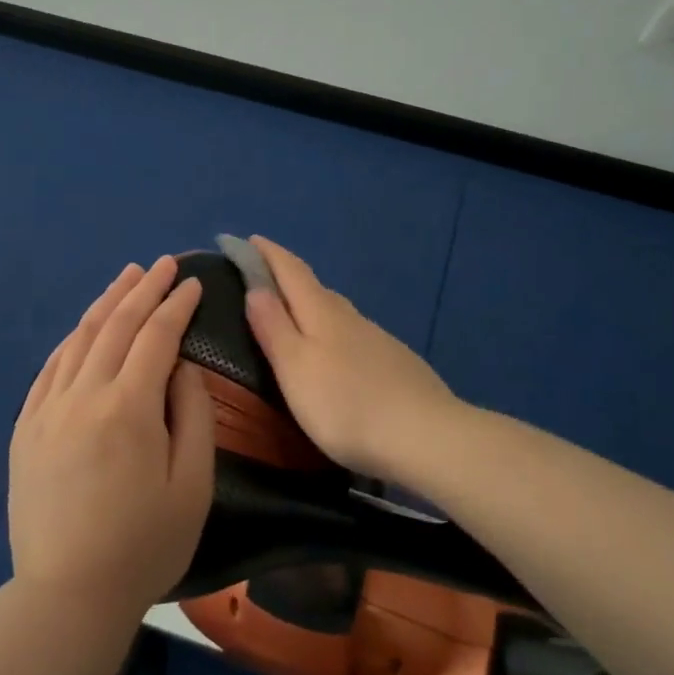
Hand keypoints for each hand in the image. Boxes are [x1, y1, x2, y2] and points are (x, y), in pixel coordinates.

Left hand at [9, 256, 216, 622]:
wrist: (66, 596)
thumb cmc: (144, 545)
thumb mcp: (192, 485)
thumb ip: (192, 415)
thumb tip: (181, 367)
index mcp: (128, 407)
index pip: (156, 337)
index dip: (176, 305)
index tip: (191, 283)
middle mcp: (83, 394)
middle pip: (116, 325)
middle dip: (143, 289)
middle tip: (162, 264)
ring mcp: (47, 409)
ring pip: (79, 338)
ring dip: (106, 303)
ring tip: (126, 277)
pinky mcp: (25, 428)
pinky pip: (50, 368)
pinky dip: (73, 339)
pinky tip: (84, 327)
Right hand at [242, 236, 461, 482]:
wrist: (426, 436)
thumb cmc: (346, 405)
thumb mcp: (295, 368)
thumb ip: (273, 327)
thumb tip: (256, 287)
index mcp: (321, 313)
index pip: (290, 271)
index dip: (267, 253)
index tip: (247, 238)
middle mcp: (350, 317)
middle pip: (314, 288)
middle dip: (287, 277)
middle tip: (263, 279)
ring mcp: (378, 339)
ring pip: (338, 312)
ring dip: (312, 306)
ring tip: (295, 317)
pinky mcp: (396, 363)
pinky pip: (356, 335)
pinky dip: (336, 333)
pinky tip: (338, 355)